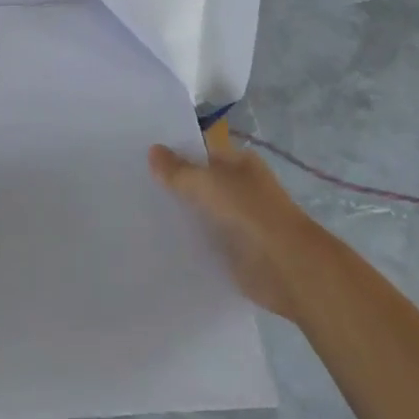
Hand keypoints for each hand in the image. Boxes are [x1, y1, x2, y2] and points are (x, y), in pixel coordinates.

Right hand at [150, 143, 328, 323]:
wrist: (287, 268)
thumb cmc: (250, 213)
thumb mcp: (207, 184)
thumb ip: (178, 170)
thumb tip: (153, 150)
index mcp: (239, 163)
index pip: (200, 150)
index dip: (173, 152)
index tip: (139, 156)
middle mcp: (239, 188)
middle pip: (199, 182)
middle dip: (172, 184)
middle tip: (131, 185)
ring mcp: (238, 220)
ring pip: (200, 212)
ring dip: (178, 215)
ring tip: (136, 212)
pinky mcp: (234, 252)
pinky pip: (204, 241)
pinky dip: (187, 242)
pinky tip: (158, 242)